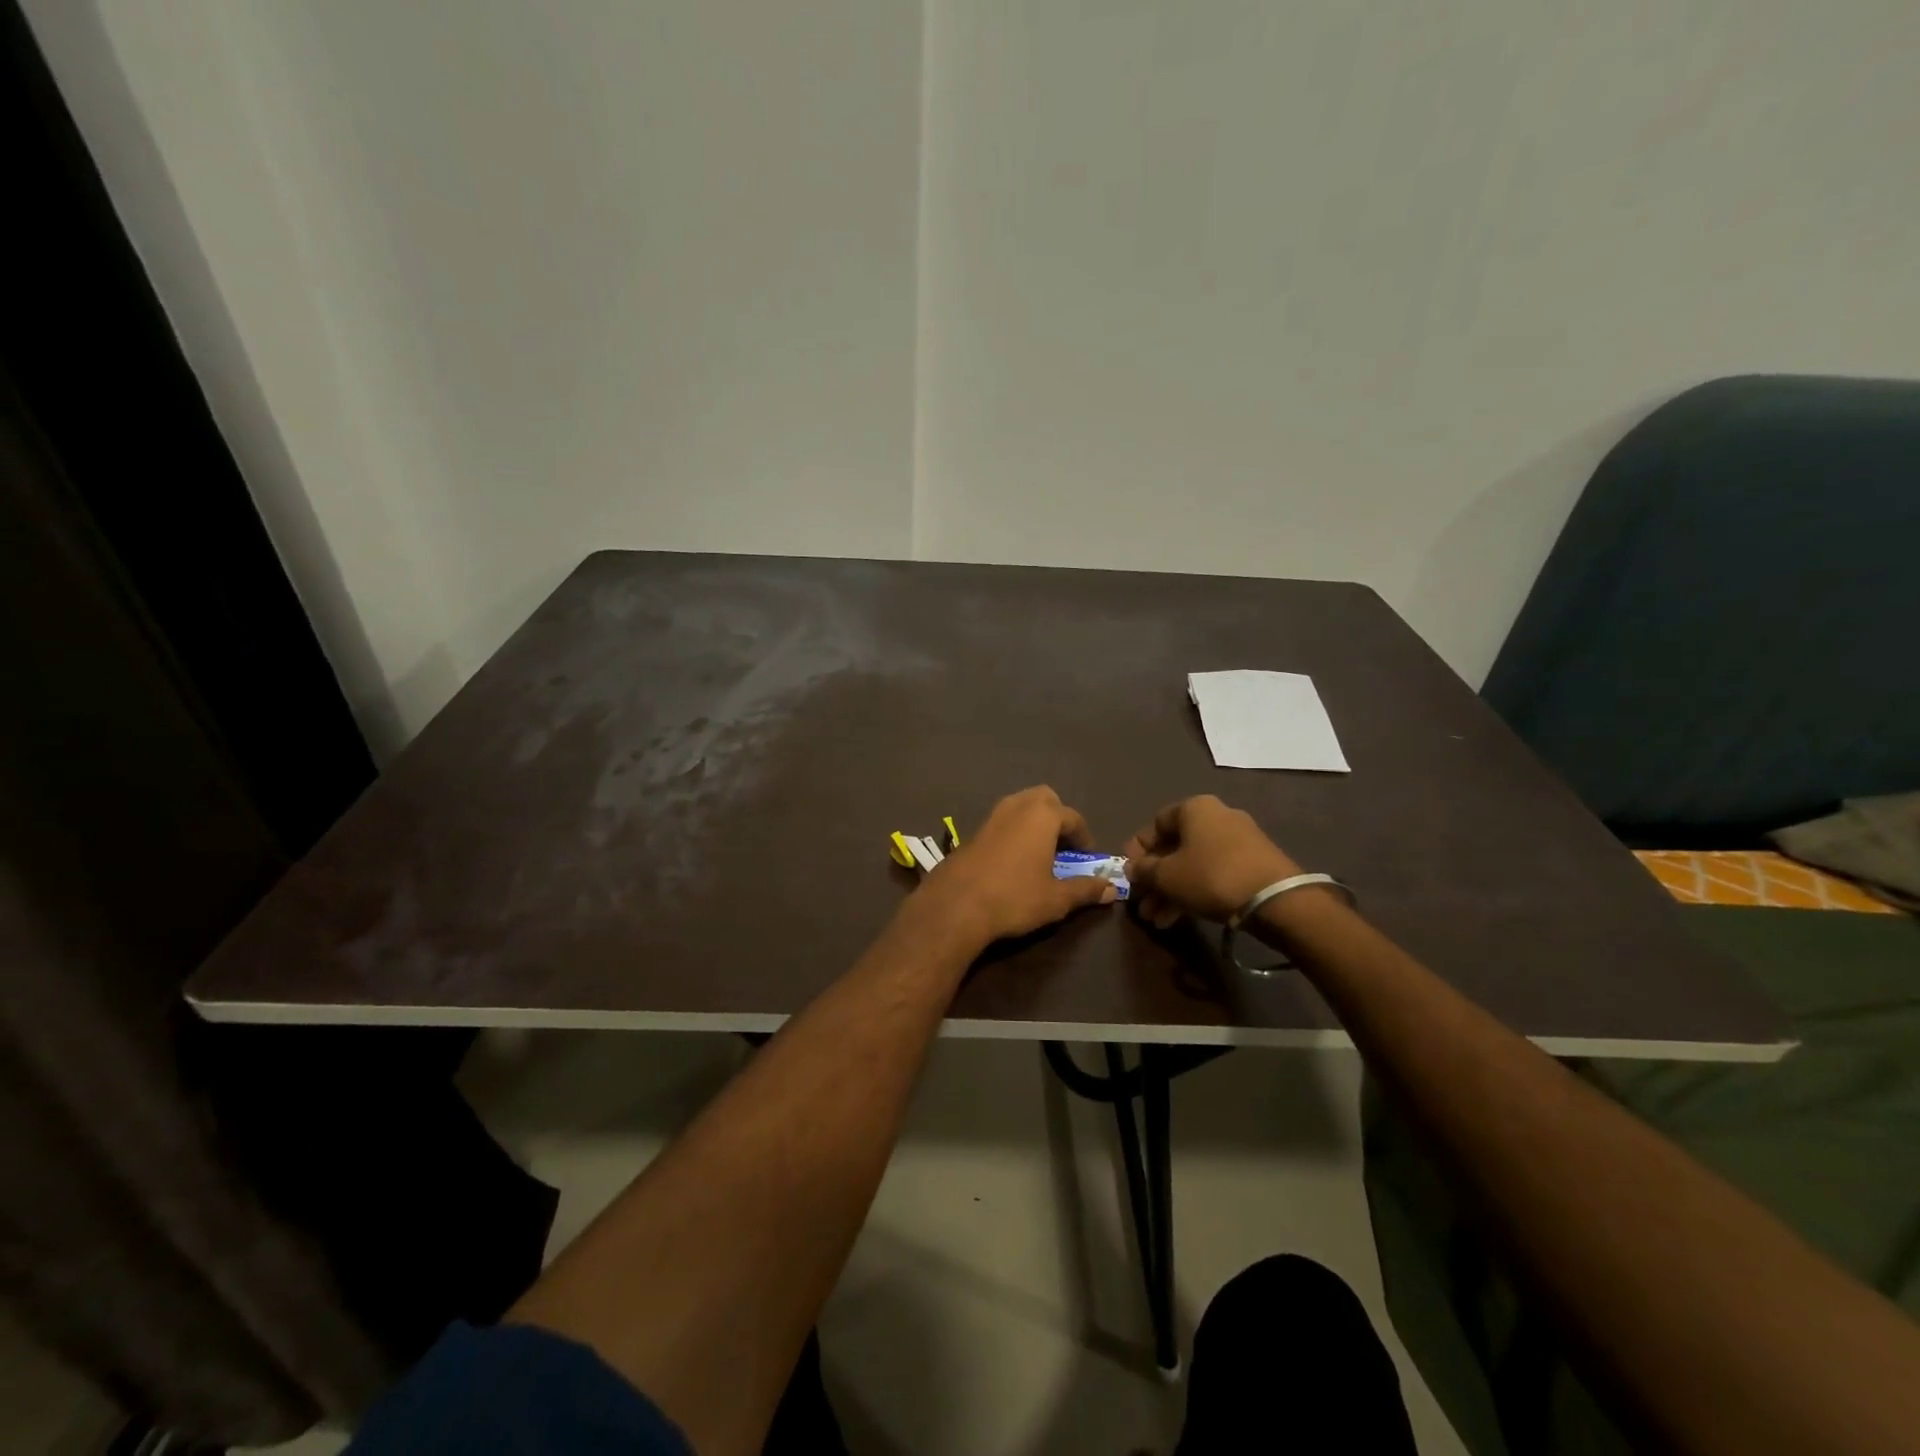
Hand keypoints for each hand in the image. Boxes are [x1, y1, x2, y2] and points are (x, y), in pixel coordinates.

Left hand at [916, 786, 1118, 945]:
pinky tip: (1013, 860)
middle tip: (1063, 847)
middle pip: (1045, 799)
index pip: (1073, 818)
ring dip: (1034, 823)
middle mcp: (1017, 806)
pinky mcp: (973, 830)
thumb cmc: (1014, 897)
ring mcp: (991, 816)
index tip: (1087, 858)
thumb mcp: (1056, 899)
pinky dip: (1014, 832)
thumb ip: (1085, 890)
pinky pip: (1002, 821)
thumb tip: (1111, 889)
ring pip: (1020, 807)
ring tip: (1040, 853)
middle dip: (1057, 817)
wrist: (955, 905)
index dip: (1084, 838)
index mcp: (1042, 815)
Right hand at [1123, 795, 1300, 928]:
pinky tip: (1180, 918)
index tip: (1128, 873)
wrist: (1276, 899)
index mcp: (1194, 808)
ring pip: (1194, 864)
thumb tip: (1132, 868)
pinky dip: (1195, 892)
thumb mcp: (1166, 875)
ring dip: (1172, 891)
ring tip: (1158, 920)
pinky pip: (1214, 873)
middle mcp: (1217, 816)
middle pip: (1175, 847)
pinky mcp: (1254, 864)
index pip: (1155, 823)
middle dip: (1155, 879)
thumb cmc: (1211, 876)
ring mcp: (1239, 840)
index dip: (1138, 849)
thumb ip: (1143, 870)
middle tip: (1143, 905)